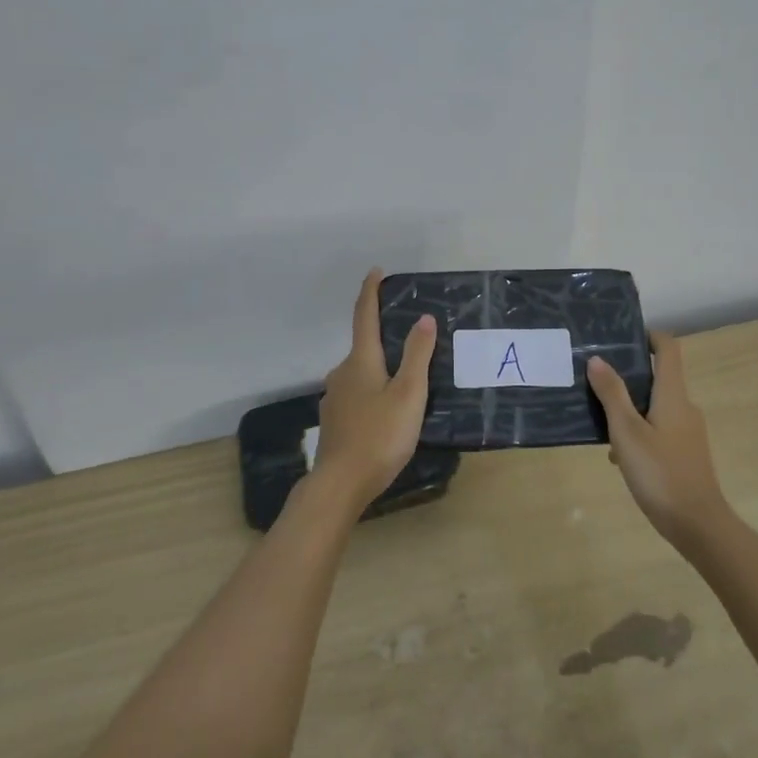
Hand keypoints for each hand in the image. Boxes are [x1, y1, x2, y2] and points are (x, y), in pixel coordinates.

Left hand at [310, 270, 436, 514]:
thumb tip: (422, 318)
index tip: (376, 271)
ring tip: (406, 381)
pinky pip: (357, 396)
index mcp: (360, 361)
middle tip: (412, 341)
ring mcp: (334, 399)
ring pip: (360, 374)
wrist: (340, 485)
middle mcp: (342, 373)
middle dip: (383, 339)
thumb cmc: (379, 435)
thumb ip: (417, 355)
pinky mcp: (335, 422)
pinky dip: (372, 393)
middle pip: (364, 347)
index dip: (370, 292)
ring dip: (379, 370)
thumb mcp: (408, 394)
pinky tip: (387, 412)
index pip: (364, 316)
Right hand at [587, 332, 730, 550]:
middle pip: (659, 377)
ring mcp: (688, 431)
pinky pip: (659, 429)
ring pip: (655, 406)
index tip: (622, 337)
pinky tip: (618, 457)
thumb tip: (597, 359)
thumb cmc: (660, 473)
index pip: (668, 349)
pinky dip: (639, 432)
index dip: (648, 336)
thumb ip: (612, 394)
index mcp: (673, 395)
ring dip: (630, 409)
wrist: (698, 525)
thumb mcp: (627, 432)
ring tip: (599, 421)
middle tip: (596, 379)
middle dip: (629, 375)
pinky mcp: (686, 453)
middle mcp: (685, 406)